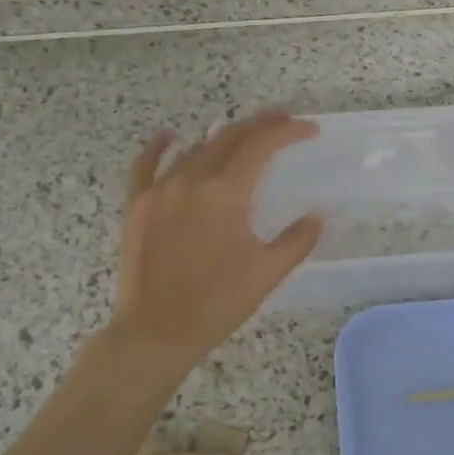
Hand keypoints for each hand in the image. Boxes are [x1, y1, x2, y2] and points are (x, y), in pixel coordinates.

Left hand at [105, 112, 322, 368]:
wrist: (157, 331)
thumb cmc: (218, 303)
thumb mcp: (267, 273)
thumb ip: (297, 240)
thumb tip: (316, 217)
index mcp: (226, 193)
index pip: (261, 145)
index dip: (287, 131)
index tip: (308, 129)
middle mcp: (192, 180)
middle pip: (230, 137)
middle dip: (260, 125)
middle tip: (283, 123)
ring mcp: (159, 189)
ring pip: (195, 148)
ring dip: (223, 138)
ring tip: (244, 138)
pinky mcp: (137, 204)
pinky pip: (146, 164)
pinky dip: (160, 146)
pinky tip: (170, 135)